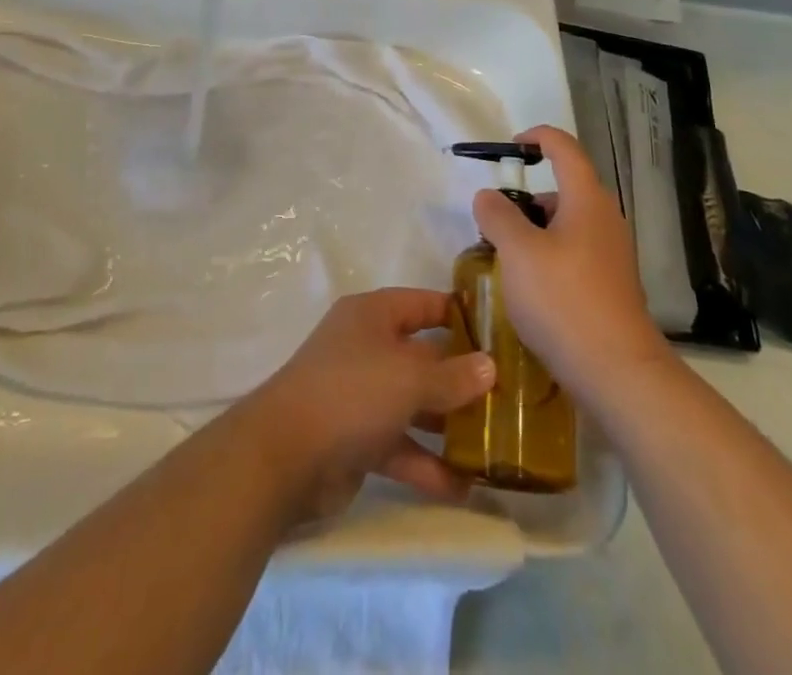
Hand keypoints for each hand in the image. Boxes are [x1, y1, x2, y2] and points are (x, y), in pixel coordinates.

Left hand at [235, 289, 495, 524]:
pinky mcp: (355, 440)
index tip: (499, 332)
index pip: (423, 304)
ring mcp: (359, 395)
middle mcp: (366, 348)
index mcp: (372, 316)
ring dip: (448, 425)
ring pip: (413, 404)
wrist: (283, 456)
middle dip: (461, 378)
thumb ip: (452, 375)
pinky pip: (400, 446)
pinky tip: (464, 487)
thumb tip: (490, 366)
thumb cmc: (351, 393)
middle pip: (422, 357)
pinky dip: (427, 464)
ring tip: (495, 446)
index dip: (459, 314)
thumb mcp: (409, 377)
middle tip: (509, 398)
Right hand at [472, 125, 667, 403]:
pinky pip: (574, 253)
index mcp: (587, 200)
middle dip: (525, 198)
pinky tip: (528, 287)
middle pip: (564, 189)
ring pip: (567, 225)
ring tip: (504, 257)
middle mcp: (605, 220)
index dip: (538, 137)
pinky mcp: (610, 286)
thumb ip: (498, 215)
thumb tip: (488, 196)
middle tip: (493, 219)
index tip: (511, 146)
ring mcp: (611, 255)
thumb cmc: (564, 300)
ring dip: (534, 230)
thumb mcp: (518, 252)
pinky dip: (548, 256)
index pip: (565, 148)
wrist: (617, 373)